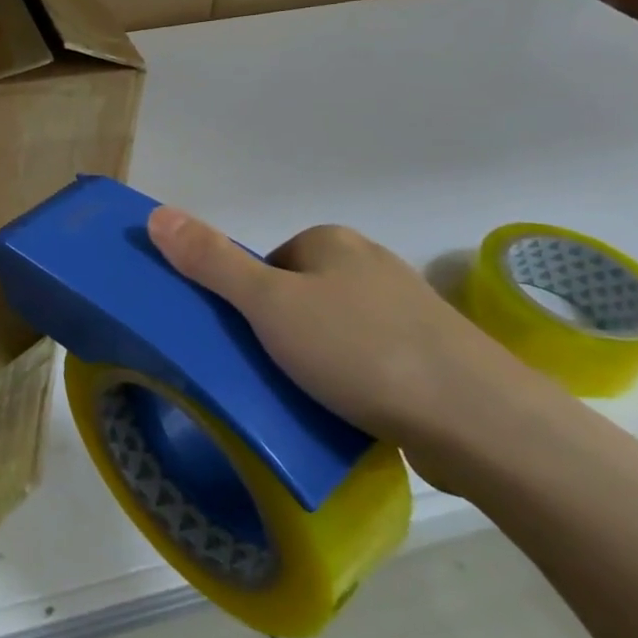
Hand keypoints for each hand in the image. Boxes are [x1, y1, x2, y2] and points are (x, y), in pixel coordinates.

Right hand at [146, 209, 541, 477]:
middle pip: (300, 294)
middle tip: (271, 371)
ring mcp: (412, 311)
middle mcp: (372, 264)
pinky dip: (358, 381)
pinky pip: (376, 361)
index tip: (247, 340)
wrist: (482, 423)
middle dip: (283, 330)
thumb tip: (156, 213)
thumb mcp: (268, 304)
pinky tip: (356, 411)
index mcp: (332, 242)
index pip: (267, 262)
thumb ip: (210, 261)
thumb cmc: (360, 351)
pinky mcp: (439, 357)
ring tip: (311, 398)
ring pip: (339, 330)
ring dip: (320, 359)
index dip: (247, 300)